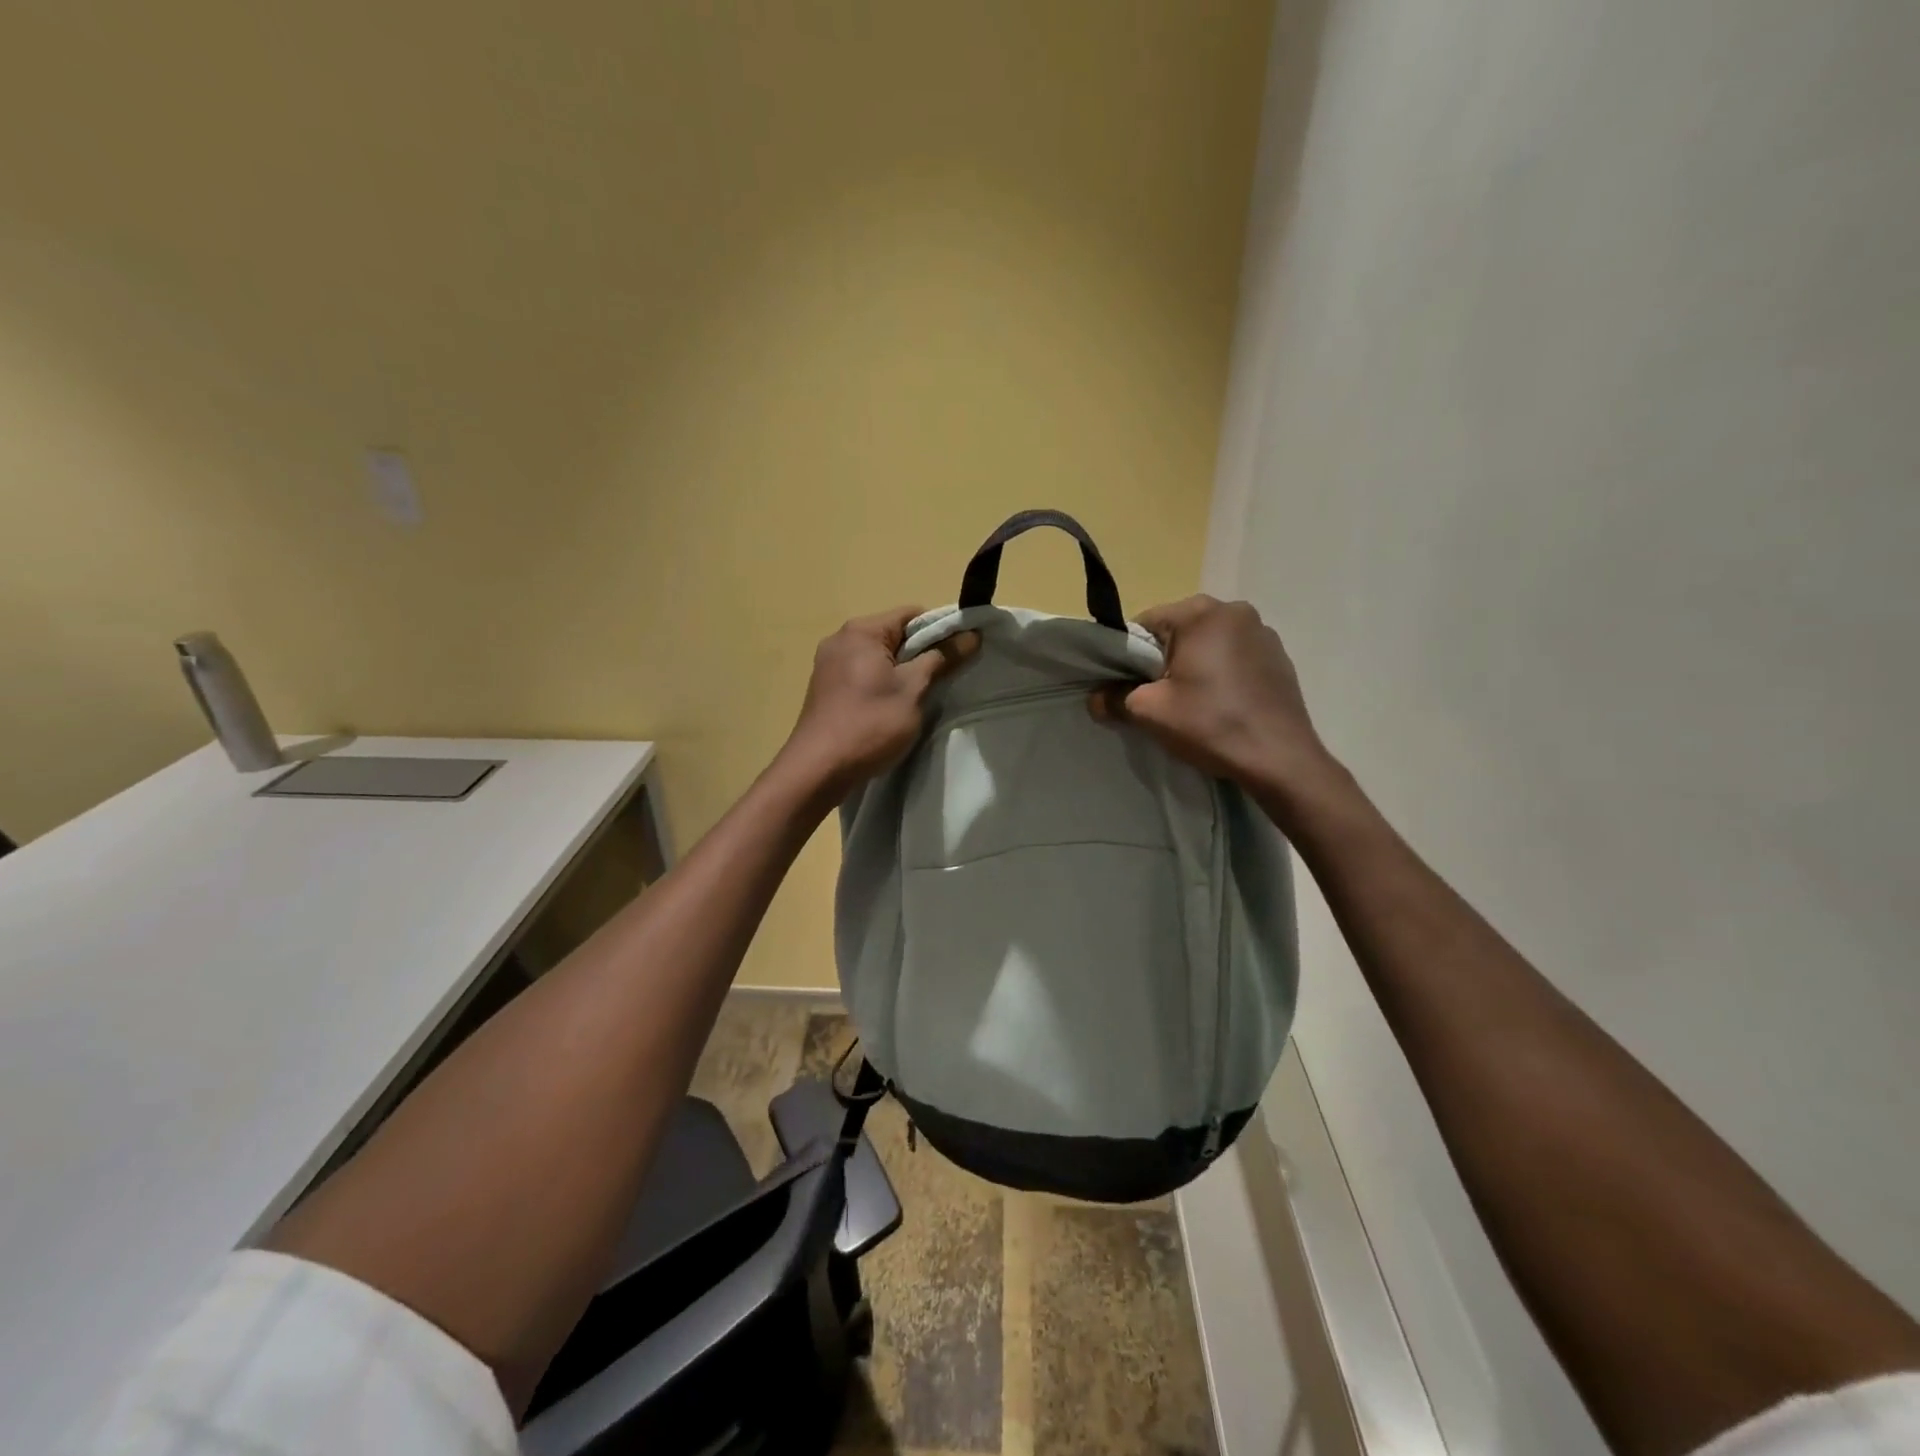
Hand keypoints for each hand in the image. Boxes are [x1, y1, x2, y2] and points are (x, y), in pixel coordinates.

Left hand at [781, 607, 978, 796]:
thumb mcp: (913, 690)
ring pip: (878, 657)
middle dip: (922, 652)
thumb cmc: (870, 724)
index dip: (941, 630)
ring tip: (921, 695)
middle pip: (894, 634)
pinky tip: (892, 707)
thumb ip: (942, 659)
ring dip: (902, 671)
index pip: (912, 614)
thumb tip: (971, 635)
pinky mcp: (825, 687)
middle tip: (945, 678)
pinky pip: (862, 673)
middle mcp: (841, 639)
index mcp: (862, 631)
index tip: (961, 653)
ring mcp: (829, 664)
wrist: (818, 769)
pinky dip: (882, 683)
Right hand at [1092, 595, 1337, 810]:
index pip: (1145, 623)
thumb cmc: (1211, 725)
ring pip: (1207, 644)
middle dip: (1163, 660)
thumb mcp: (1150, 712)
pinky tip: (1221, 703)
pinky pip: (1234, 656)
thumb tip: (1095, 699)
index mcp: (1200, 613)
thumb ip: (1114, 698)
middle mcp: (1234, 610)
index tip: (1130, 686)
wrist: (1280, 759)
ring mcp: (1262, 632)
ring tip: (1193, 703)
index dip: (1129, 656)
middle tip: (1160, 698)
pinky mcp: (1279, 656)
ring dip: (1194, 665)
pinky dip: (1221, 673)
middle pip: (1178, 631)